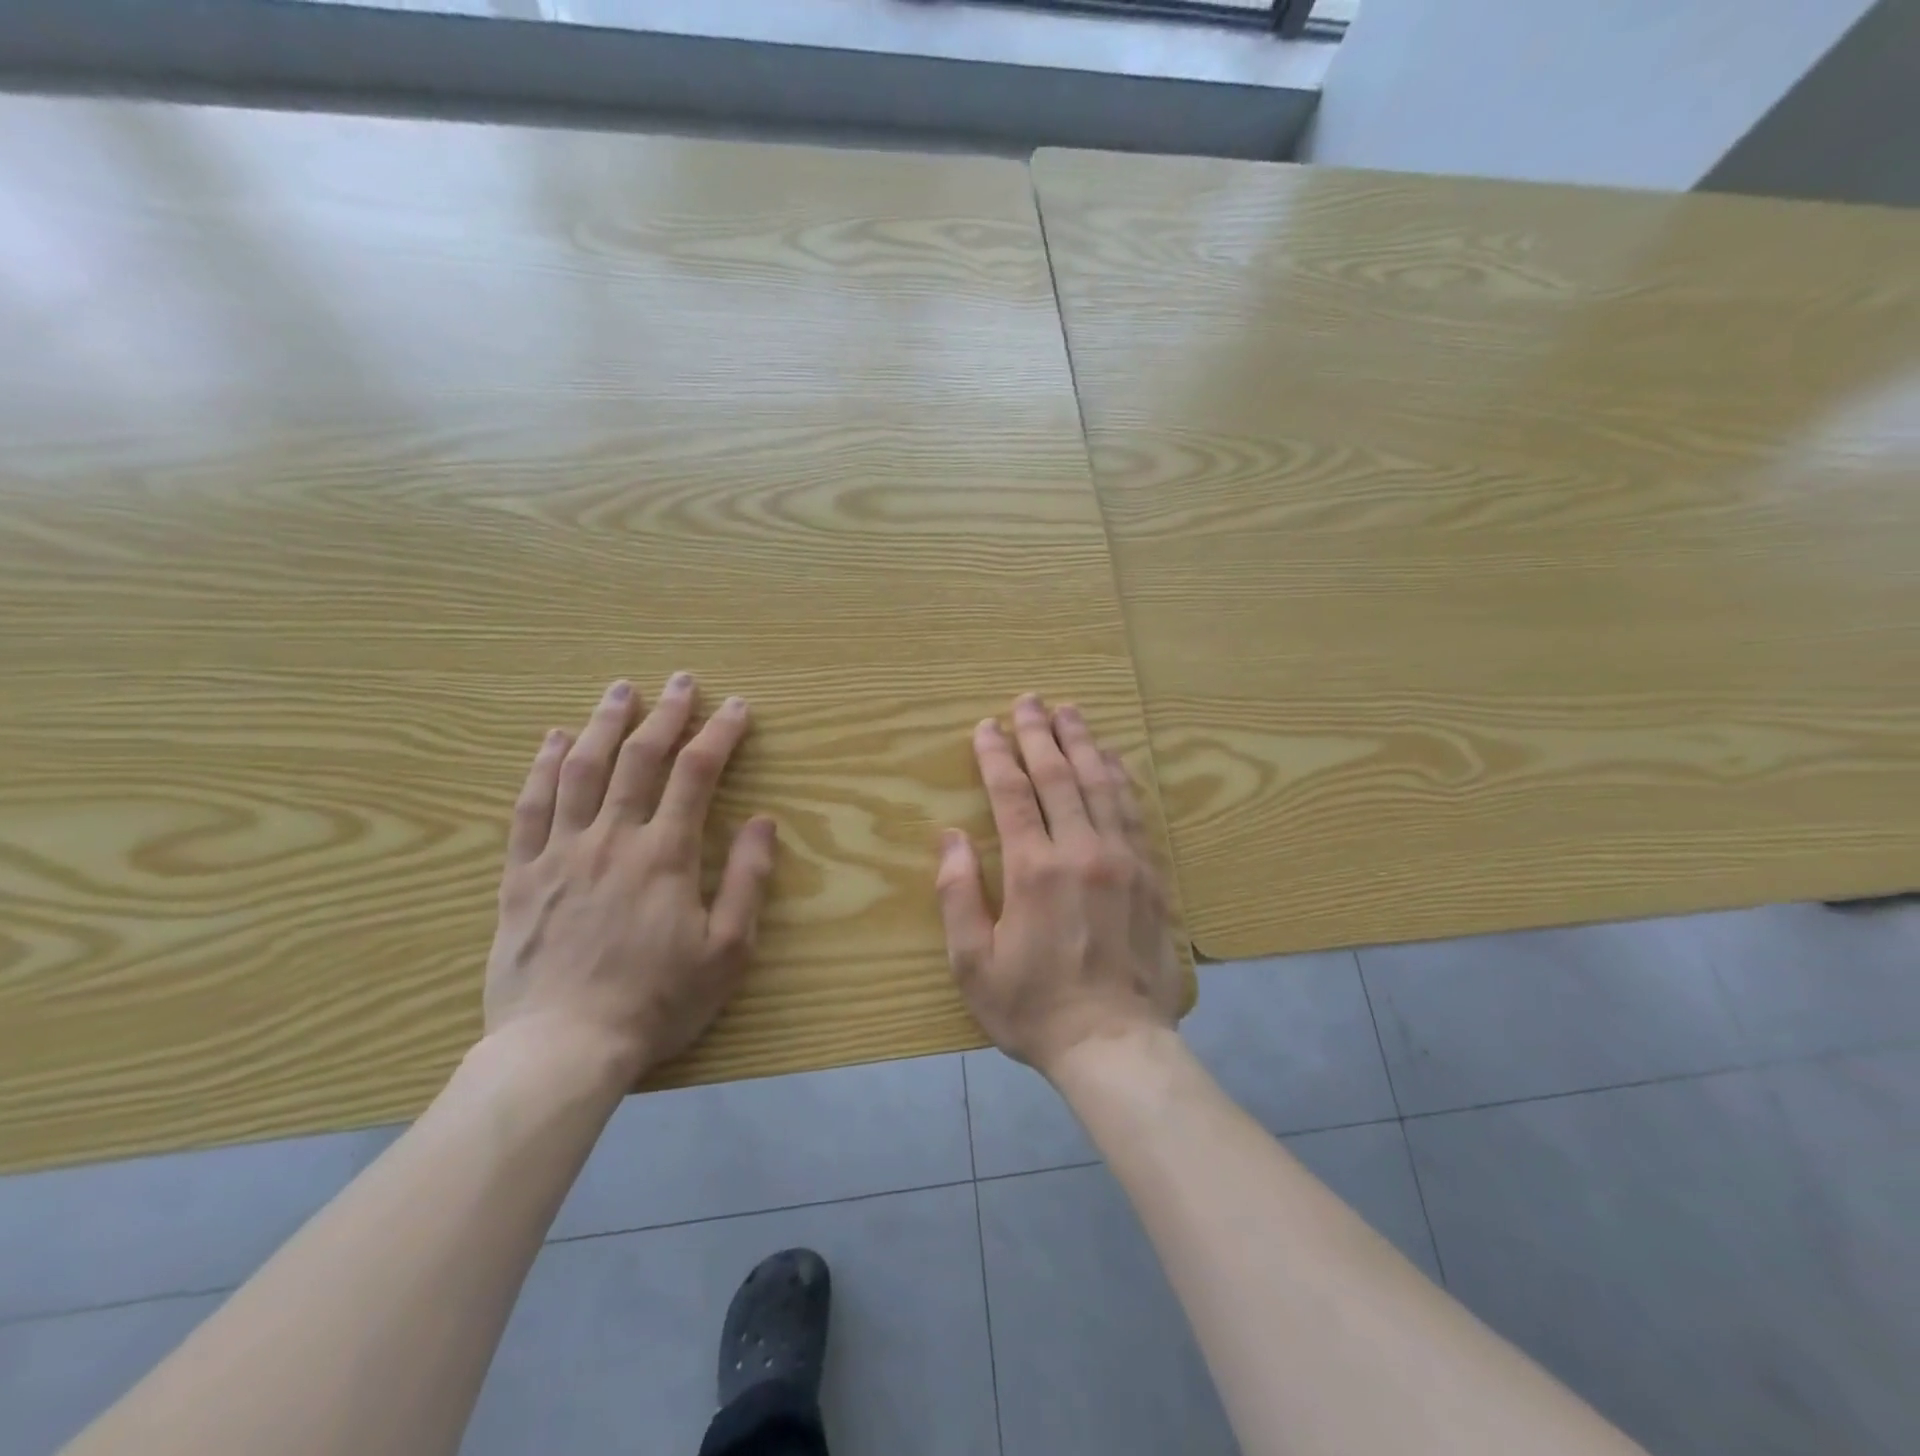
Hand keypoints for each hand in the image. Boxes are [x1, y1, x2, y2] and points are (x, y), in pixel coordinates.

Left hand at [484, 675, 775, 1079]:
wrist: (563, 1049)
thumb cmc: (656, 1002)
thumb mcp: (727, 950)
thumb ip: (746, 880)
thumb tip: (763, 821)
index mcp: (665, 855)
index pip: (696, 774)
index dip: (719, 734)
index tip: (736, 707)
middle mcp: (612, 839)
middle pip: (639, 759)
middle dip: (666, 714)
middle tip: (681, 680)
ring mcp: (561, 853)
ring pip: (582, 771)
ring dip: (604, 724)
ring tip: (620, 690)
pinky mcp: (522, 875)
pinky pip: (530, 807)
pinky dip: (543, 767)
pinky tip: (554, 740)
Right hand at [935, 693, 1183, 1075]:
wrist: (1115, 1045)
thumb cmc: (1034, 1008)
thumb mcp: (973, 963)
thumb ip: (958, 894)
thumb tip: (950, 837)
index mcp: (1034, 870)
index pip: (1011, 794)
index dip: (997, 755)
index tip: (987, 726)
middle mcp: (1082, 852)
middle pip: (1058, 776)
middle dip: (1040, 734)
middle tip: (1029, 700)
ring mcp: (1123, 860)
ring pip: (1101, 785)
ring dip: (1083, 743)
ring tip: (1070, 712)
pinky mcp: (1151, 876)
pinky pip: (1134, 812)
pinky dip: (1120, 778)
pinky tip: (1113, 760)